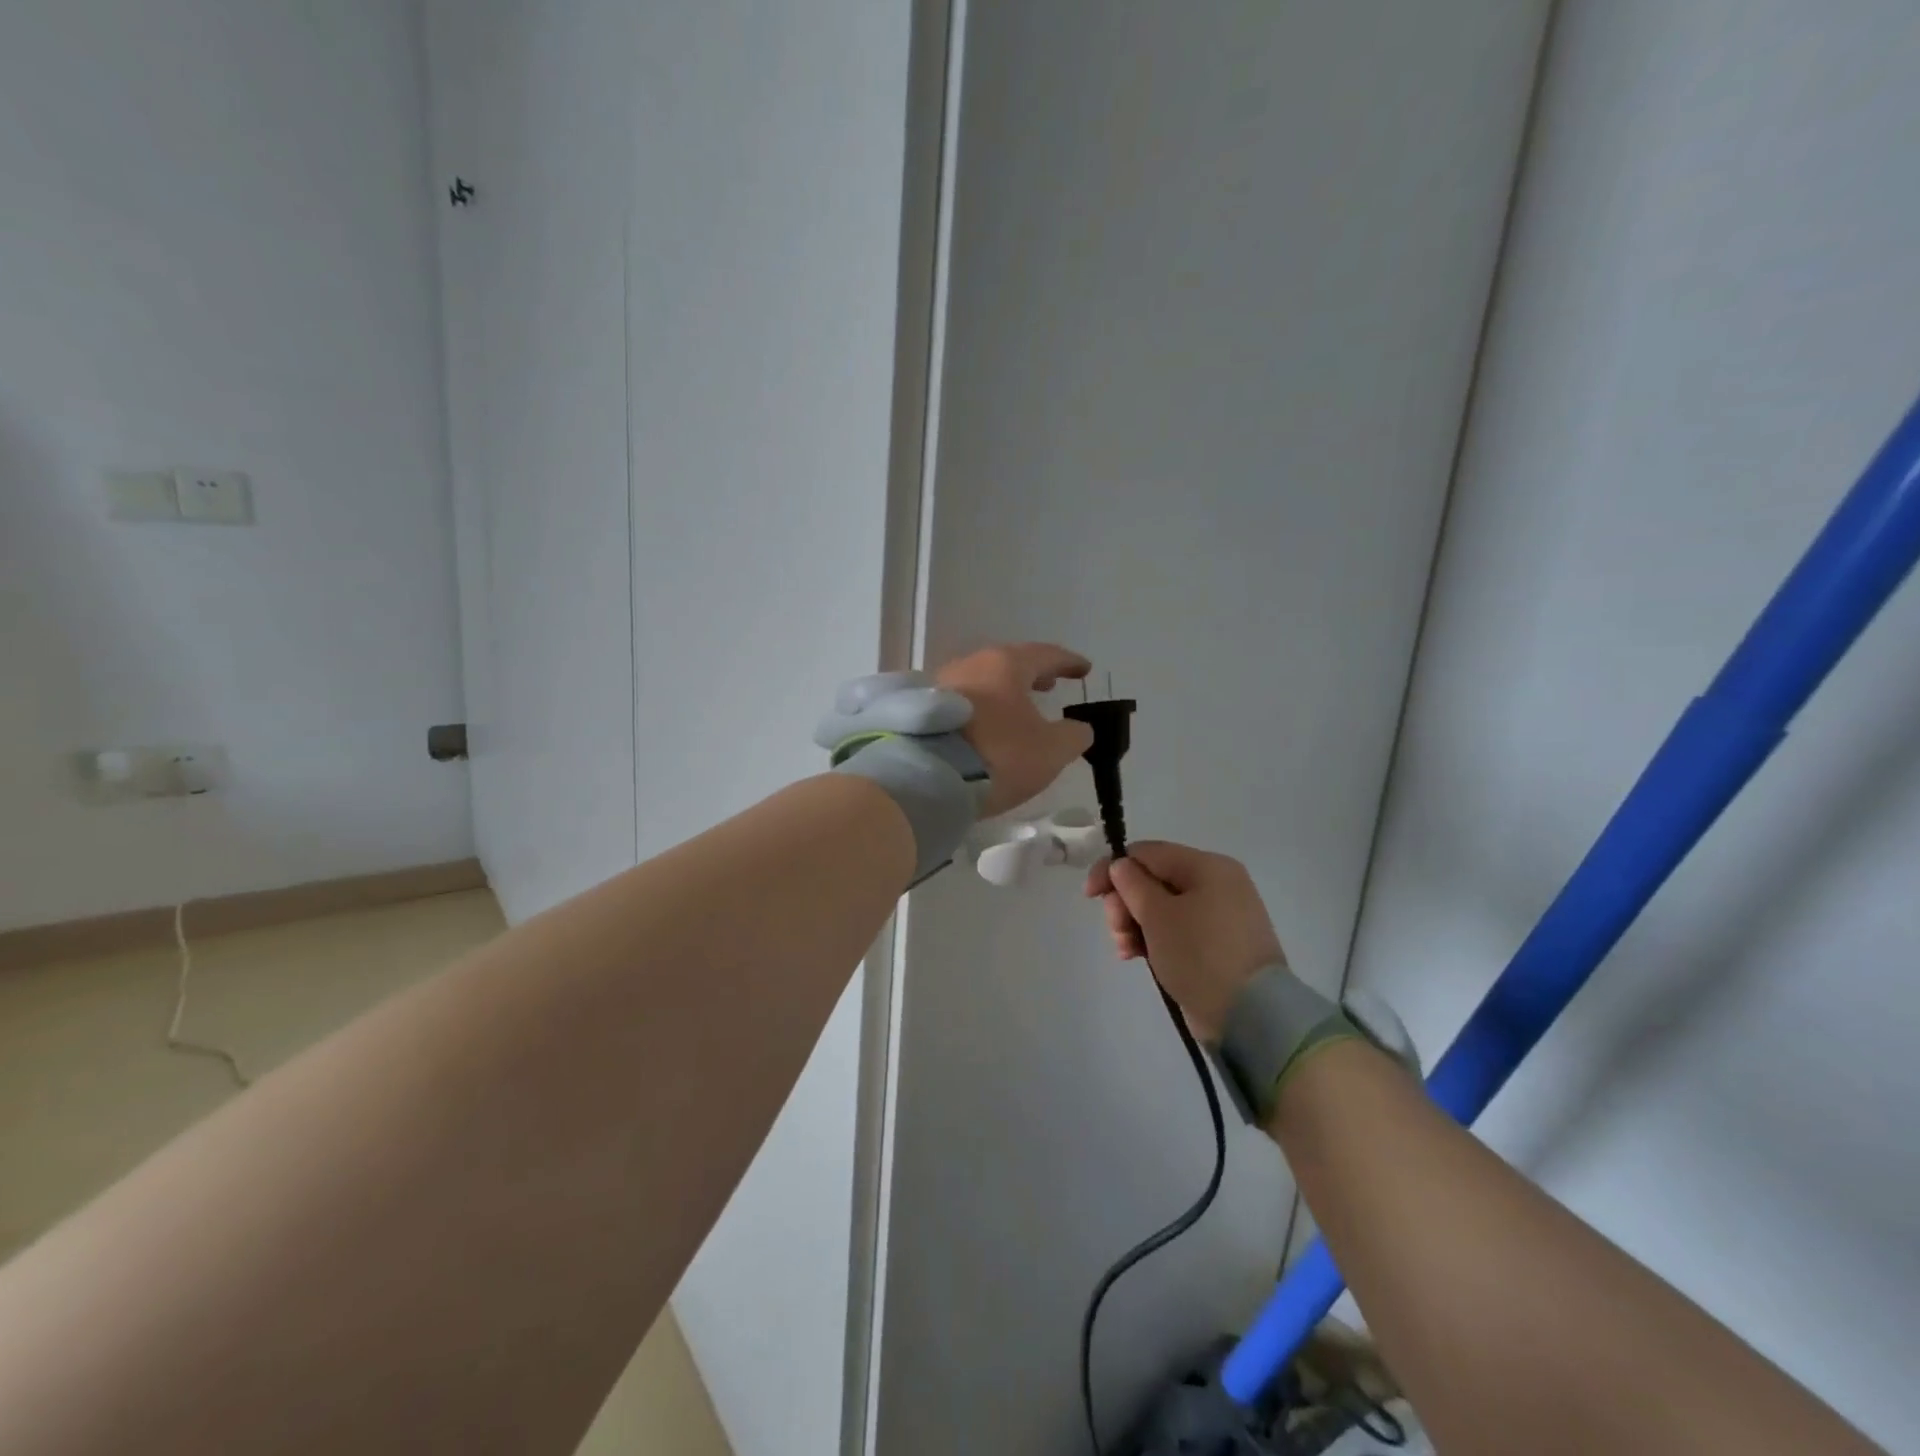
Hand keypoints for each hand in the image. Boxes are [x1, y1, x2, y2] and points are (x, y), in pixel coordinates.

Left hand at [935, 642, 1093, 816]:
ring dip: (1004, 693)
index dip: (1068, 662)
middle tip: (1049, 685)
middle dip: (1032, 674)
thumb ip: (1073, 736)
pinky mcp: (921, 712)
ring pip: (982, 682)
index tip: (1083, 669)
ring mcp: (940, 685)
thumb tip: (1079, 728)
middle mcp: (971, 665)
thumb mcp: (1050, 751)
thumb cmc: (998, 755)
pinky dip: (981, 710)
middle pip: (1008, 664)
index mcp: (1006, 665)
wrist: (926, 777)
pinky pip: (961, 704)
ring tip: (1017, 709)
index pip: (1045, 655)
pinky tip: (985, 727)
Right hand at [1084, 841, 1285, 1042]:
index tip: (1090, 896)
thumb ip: (1132, 884)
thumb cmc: (1199, 954)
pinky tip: (1138, 957)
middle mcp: (1217, 883)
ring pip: (1162, 907)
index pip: (1147, 853)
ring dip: (1135, 924)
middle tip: (1116, 930)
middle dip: (1125, 903)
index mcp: (1207, 866)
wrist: (1250, 1015)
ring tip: (1126, 950)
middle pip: (1153, 880)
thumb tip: (1122, 867)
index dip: (1113, 869)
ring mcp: (1221, 915)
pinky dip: (1155, 939)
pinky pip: (1178, 930)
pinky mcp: (1219, 944)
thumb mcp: (1157, 914)